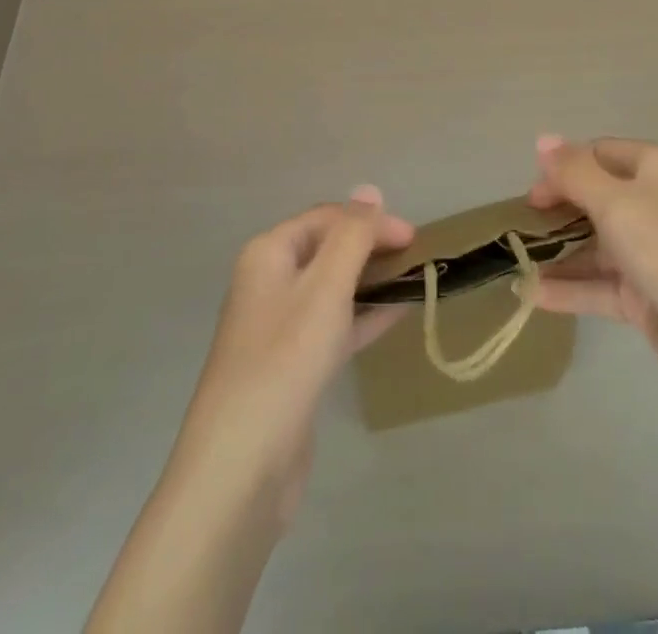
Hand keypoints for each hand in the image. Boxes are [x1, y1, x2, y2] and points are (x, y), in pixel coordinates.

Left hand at [170, 186, 412, 523]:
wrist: (240, 468)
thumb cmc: (284, 361)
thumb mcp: (325, 288)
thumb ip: (352, 236)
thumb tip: (369, 189)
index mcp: (269, 253)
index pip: (327, 219)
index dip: (371, 222)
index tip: (414, 239)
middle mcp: (269, 281)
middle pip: (328, 249)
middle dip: (371, 248)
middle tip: (416, 258)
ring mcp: (279, 326)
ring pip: (332, 288)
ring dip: (370, 281)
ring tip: (413, 281)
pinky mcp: (292, 366)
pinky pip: (333, 325)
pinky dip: (363, 317)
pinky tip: (395, 315)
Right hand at [527, 135, 657, 403]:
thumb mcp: (615, 201)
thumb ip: (574, 172)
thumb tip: (543, 140)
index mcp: (655, 169)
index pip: (600, 155)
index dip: (564, 168)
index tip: (533, 193)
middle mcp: (654, 205)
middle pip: (596, 199)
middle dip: (558, 211)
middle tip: (521, 227)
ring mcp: (651, 254)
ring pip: (595, 246)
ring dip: (558, 253)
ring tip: (516, 263)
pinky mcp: (647, 298)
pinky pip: (600, 286)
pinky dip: (570, 288)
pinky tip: (532, 295)